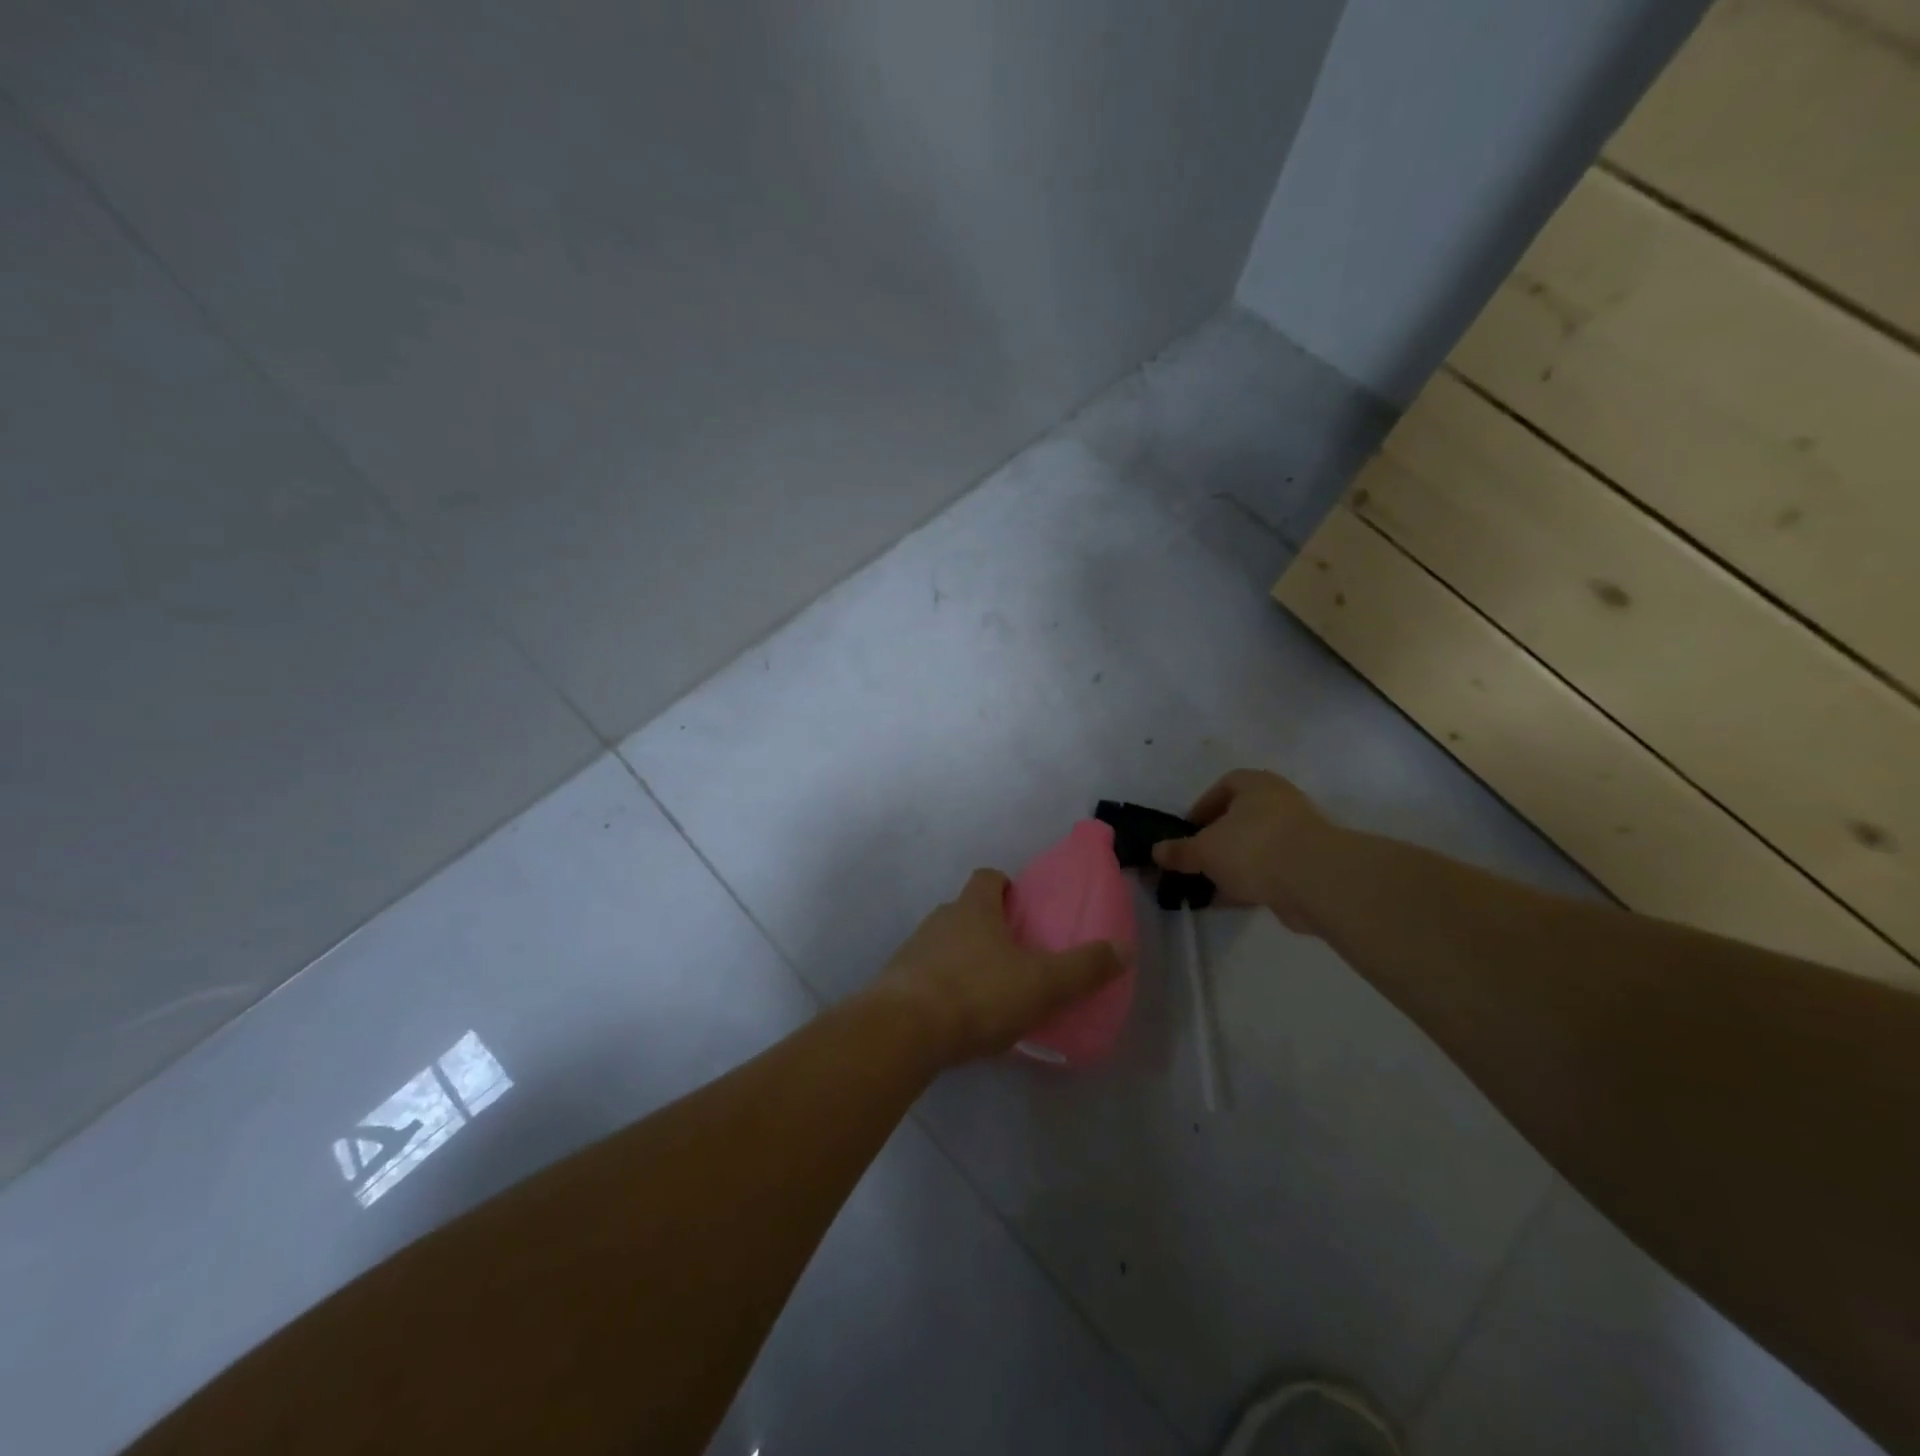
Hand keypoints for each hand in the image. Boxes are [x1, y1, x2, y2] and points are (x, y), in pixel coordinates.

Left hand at [870, 869, 1123, 1067]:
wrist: (903, 1031)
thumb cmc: (978, 993)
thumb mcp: (1042, 983)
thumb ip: (1083, 967)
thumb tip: (1123, 949)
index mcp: (974, 908)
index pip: (988, 877)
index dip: (1005, 886)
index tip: (1021, 907)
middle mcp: (940, 919)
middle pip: (966, 911)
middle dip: (988, 927)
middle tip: (1015, 956)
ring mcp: (913, 950)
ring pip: (945, 944)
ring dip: (964, 959)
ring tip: (988, 992)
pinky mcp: (896, 984)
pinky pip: (926, 976)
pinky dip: (942, 988)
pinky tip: (958, 1019)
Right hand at [1151, 769, 1338, 934]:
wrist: (1317, 881)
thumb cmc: (1253, 848)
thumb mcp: (1205, 850)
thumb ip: (1180, 851)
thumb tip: (1156, 851)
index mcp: (1256, 785)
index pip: (1225, 785)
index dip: (1203, 806)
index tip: (1189, 830)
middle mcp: (1280, 802)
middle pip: (1242, 817)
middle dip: (1218, 838)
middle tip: (1198, 857)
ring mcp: (1299, 834)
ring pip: (1257, 845)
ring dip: (1235, 862)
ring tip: (1212, 882)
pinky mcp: (1309, 865)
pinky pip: (1272, 869)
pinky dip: (1253, 881)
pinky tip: (1233, 899)